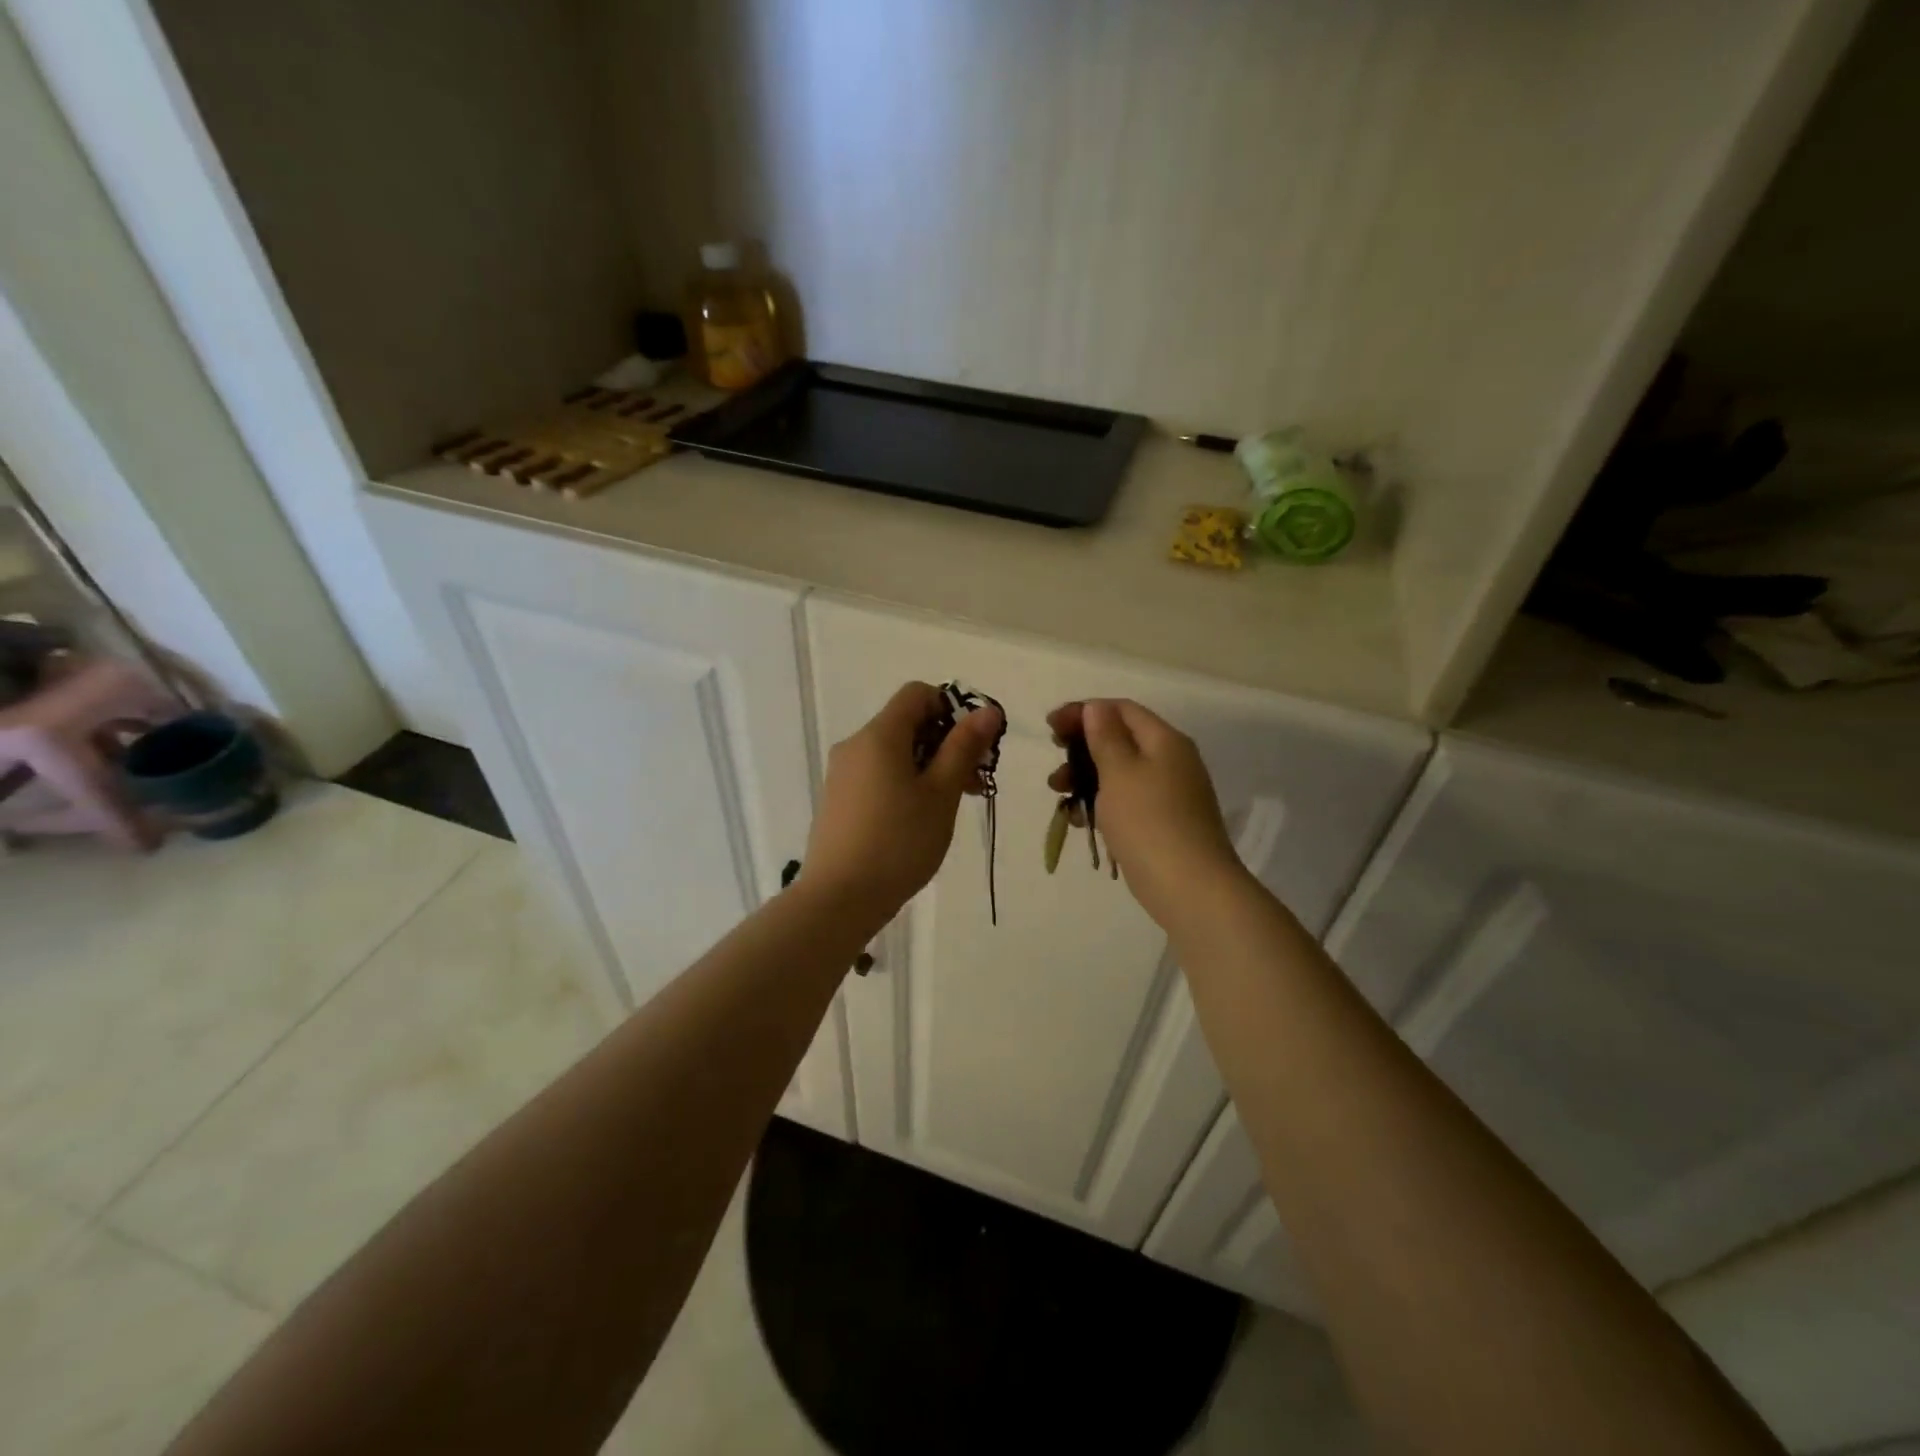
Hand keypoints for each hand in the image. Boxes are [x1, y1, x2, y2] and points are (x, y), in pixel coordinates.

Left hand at [804, 682, 1003, 916]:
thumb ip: (963, 748)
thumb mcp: (941, 794)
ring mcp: (842, 774)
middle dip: (945, 744)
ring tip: (951, 806)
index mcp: (879, 735)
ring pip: (893, 753)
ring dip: (928, 767)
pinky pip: (877, 775)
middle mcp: (855, 745)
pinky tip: (918, 820)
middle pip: (906, 724)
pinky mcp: (838, 800)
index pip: (917, 694)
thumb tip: (987, 710)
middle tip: (974, 783)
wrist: (839, 898)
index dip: (951, 709)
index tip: (972, 746)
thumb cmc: (899, 842)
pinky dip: (904, 783)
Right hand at [1047, 699, 1247, 930]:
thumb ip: (1105, 737)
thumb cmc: (1149, 821)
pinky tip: (1078, 820)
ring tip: (1058, 792)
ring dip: (1085, 777)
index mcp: (1164, 741)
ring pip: (1119, 773)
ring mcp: (1168, 795)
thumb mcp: (1120, 772)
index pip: (1121, 710)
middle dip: (1082, 746)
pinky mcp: (1161, 824)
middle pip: (1120, 739)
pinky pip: (1125, 802)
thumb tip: (1097, 707)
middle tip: (1054, 758)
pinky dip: (1100, 803)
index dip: (1084, 711)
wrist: (1189, 887)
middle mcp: (1171, 761)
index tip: (1050, 726)